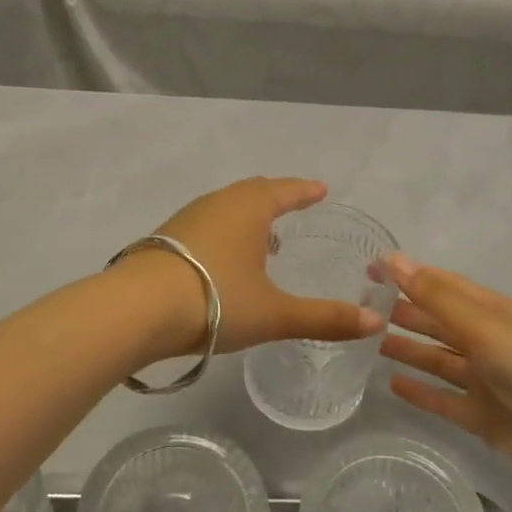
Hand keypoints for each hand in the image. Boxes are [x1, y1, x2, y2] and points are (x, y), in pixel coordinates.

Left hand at [141, 178, 385, 355]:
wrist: (137, 309)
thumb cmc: (215, 300)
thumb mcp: (275, 313)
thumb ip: (325, 318)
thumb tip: (375, 322)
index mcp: (248, 208)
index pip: (284, 190)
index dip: (304, 191)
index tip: (320, 189)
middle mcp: (217, 204)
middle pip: (252, 192)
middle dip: (275, 197)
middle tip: (293, 205)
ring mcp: (185, 219)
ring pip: (224, 207)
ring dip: (246, 215)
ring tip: (262, 235)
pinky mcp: (162, 240)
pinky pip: (204, 225)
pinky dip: (222, 232)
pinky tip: (222, 258)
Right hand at [382, 255, 511, 508]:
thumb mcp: (485, 326)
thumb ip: (437, 298)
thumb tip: (394, 259)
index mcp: (494, 312)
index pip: (444, 286)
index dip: (409, 276)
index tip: (370, 268)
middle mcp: (489, 342)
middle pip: (439, 322)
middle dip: (405, 312)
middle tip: (361, 306)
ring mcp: (487, 382)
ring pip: (438, 360)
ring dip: (408, 349)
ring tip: (369, 340)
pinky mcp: (485, 419)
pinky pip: (444, 400)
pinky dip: (421, 392)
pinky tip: (392, 384)